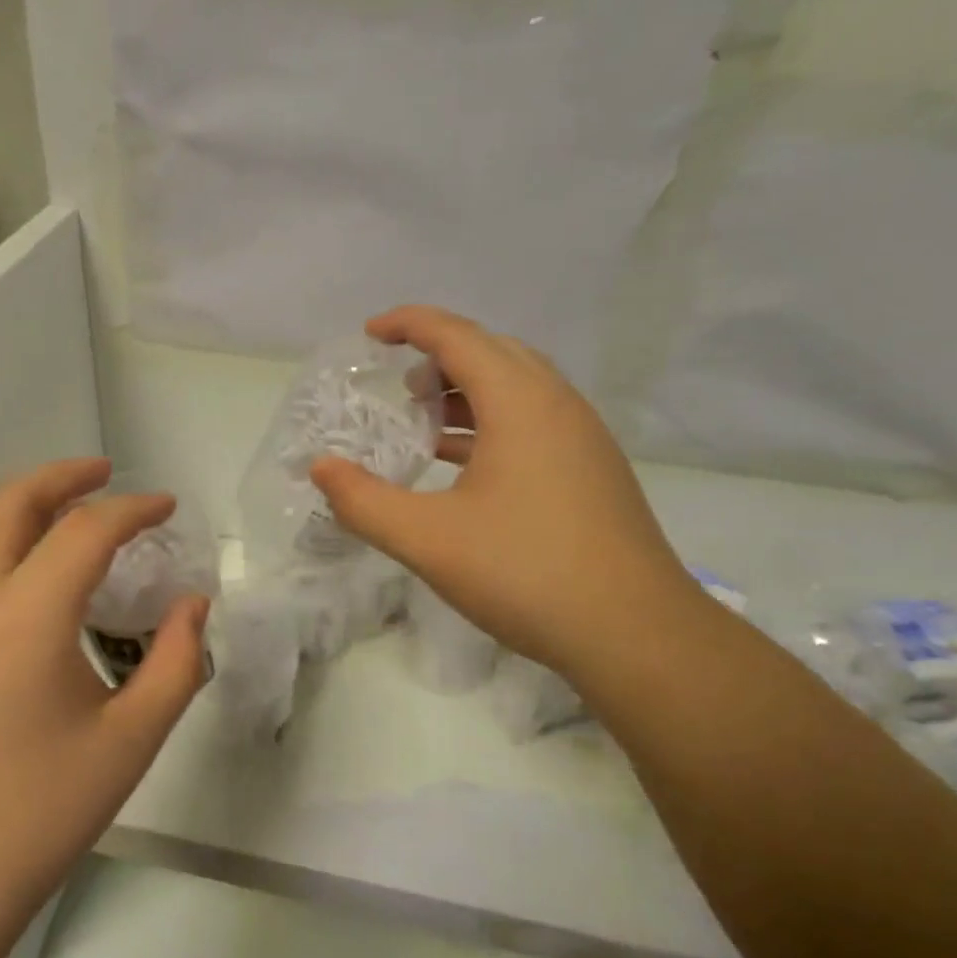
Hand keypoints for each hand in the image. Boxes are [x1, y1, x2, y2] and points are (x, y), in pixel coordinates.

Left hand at [0, 459, 210, 941]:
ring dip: (23, 508)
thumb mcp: (131, 741)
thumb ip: (177, 663)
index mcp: (25, 616)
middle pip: (10, 505)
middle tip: (107, 474)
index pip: (86, 530)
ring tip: (68, 515)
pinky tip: (26, 582)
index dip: (134, 509)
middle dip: (62, 477)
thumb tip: (193, 606)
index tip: (168, 508)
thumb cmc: (37, 815)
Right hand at [310, 307, 697, 672]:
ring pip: (518, 386)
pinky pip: (534, 420)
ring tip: (425, 420)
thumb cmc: (526, 573)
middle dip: (439, 355)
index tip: (369, 333)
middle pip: (492, 351)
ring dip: (468, 390)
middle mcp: (557, 404)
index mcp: (520, 402)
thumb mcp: (428, 540)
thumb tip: (321, 467)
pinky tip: (466, 464)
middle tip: (398, 386)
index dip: (409, 324)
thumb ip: (364, 501)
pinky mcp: (593, 470)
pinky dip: (492, 422)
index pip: (457, 335)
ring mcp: (582, 437)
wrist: (635, 633)